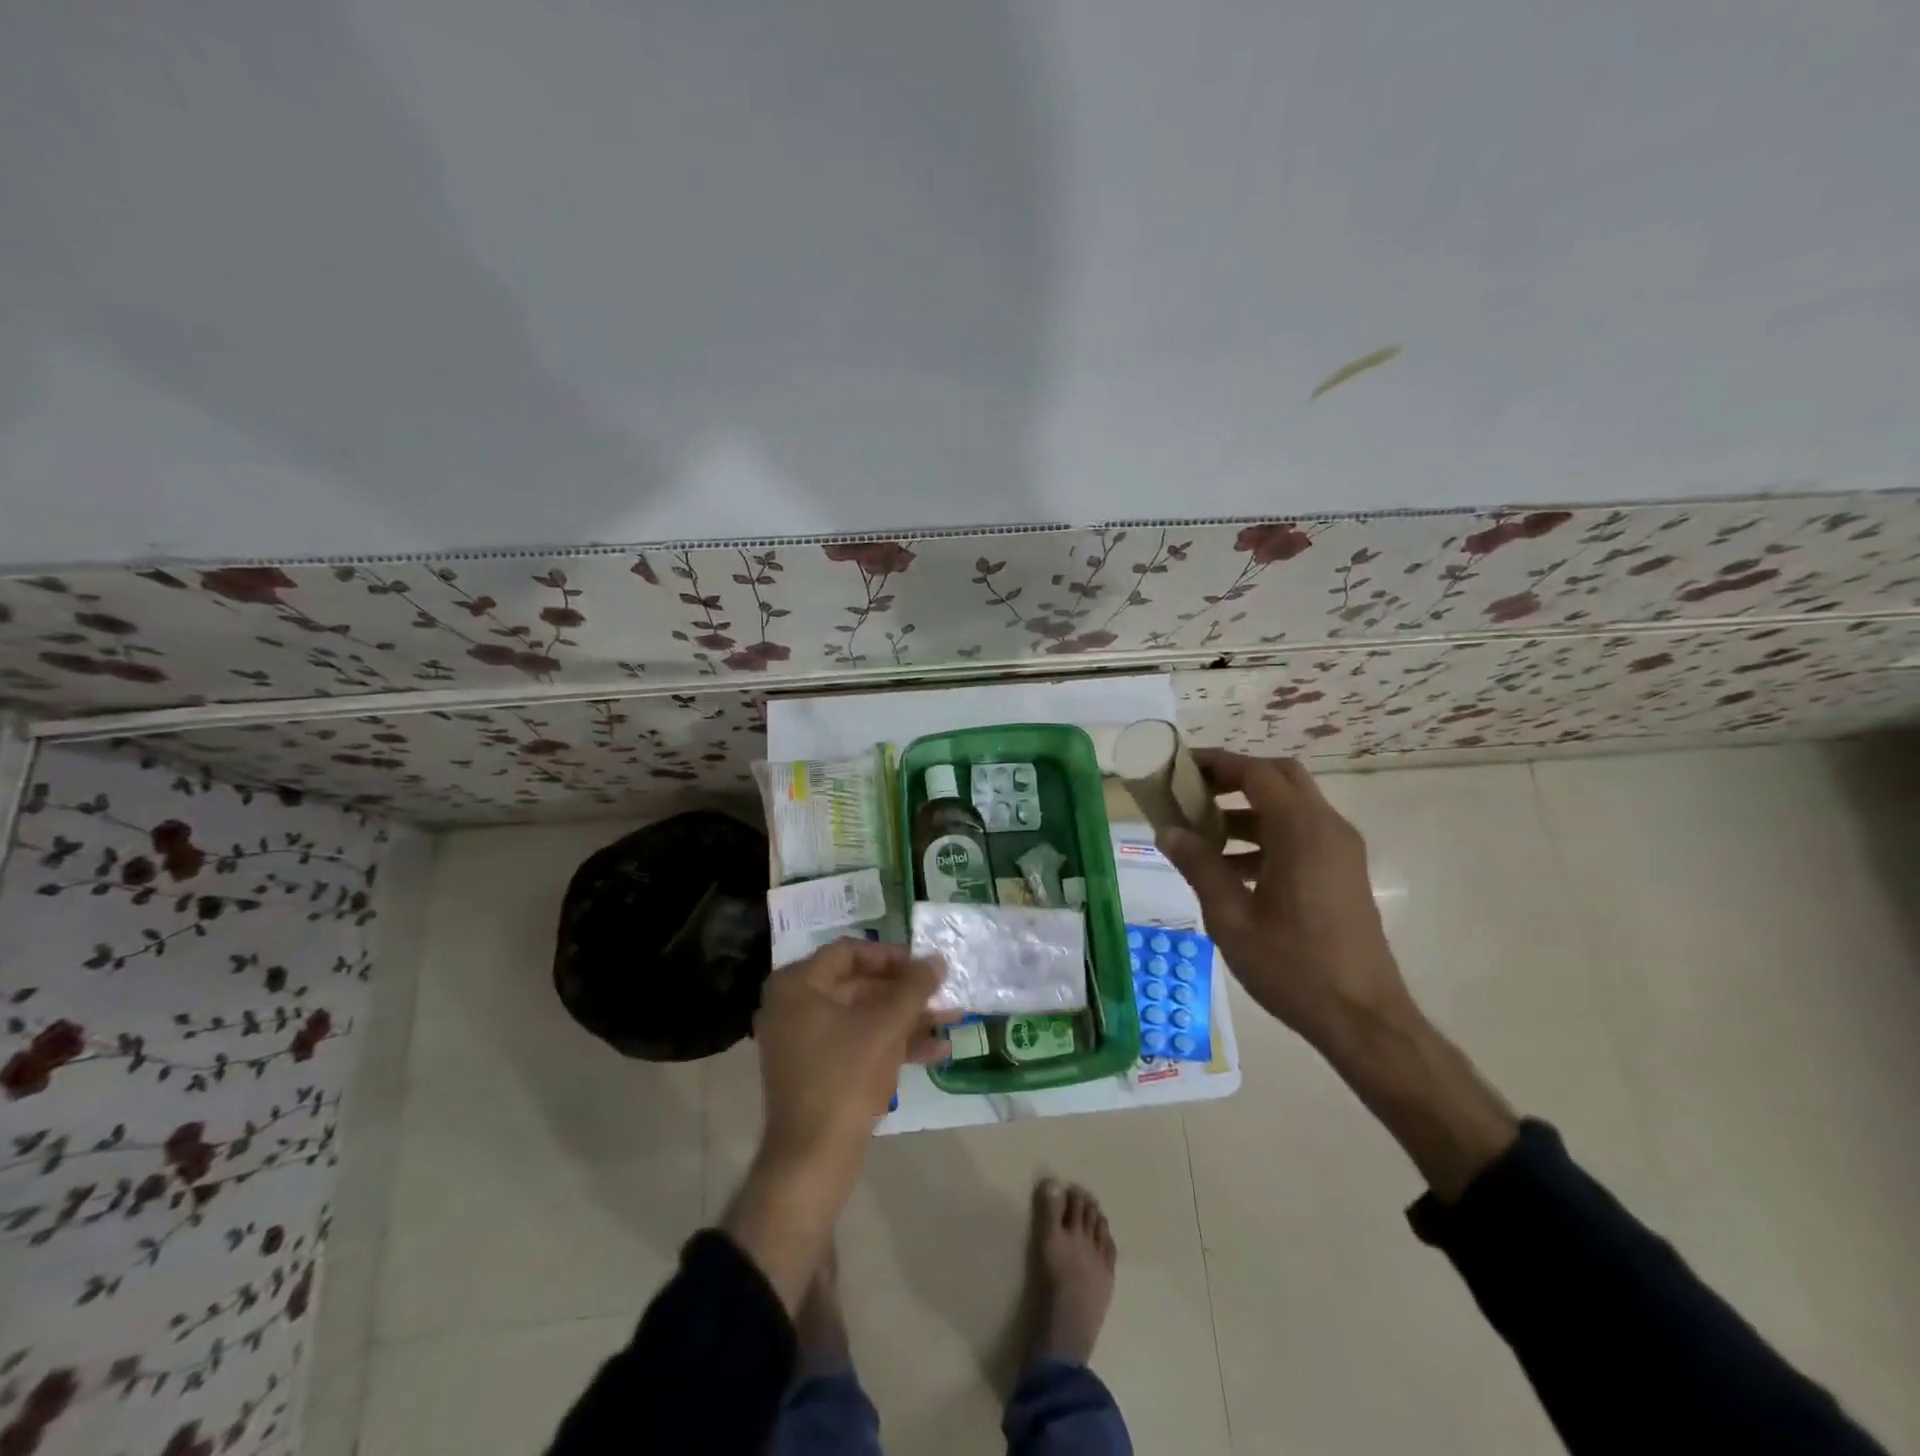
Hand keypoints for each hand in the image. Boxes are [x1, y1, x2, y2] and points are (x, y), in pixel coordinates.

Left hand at [752, 939, 952, 1188]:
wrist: (812, 1159)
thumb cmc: (845, 1077)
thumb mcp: (886, 1026)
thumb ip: (914, 987)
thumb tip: (937, 960)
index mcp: (798, 985)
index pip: (849, 951)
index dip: (890, 955)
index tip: (923, 965)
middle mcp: (794, 1006)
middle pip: (858, 984)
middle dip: (905, 992)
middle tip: (942, 992)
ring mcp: (804, 1041)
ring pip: (863, 1016)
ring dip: (906, 1018)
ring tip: (952, 1020)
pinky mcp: (817, 1071)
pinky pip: (857, 1043)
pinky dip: (891, 1043)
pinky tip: (936, 1052)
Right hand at [1154, 751, 1416, 1060]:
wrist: (1363, 1018)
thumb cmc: (1292, 965)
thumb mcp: (1231, 917)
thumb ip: (1198, 866)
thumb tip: (1167, 832)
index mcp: (1301, 831)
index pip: (1256, 774)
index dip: (1216, 764)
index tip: (1180, 766)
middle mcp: (1328, 828)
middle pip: (1281, 779)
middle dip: (1236, 779)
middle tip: (1194, 793)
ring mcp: (1341, 851)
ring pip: (1291, 808)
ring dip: (1248, 811)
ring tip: (1203, 836)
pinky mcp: (1343, 873)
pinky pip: (1302, 835)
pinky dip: (1267, 836)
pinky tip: (1233, 870)